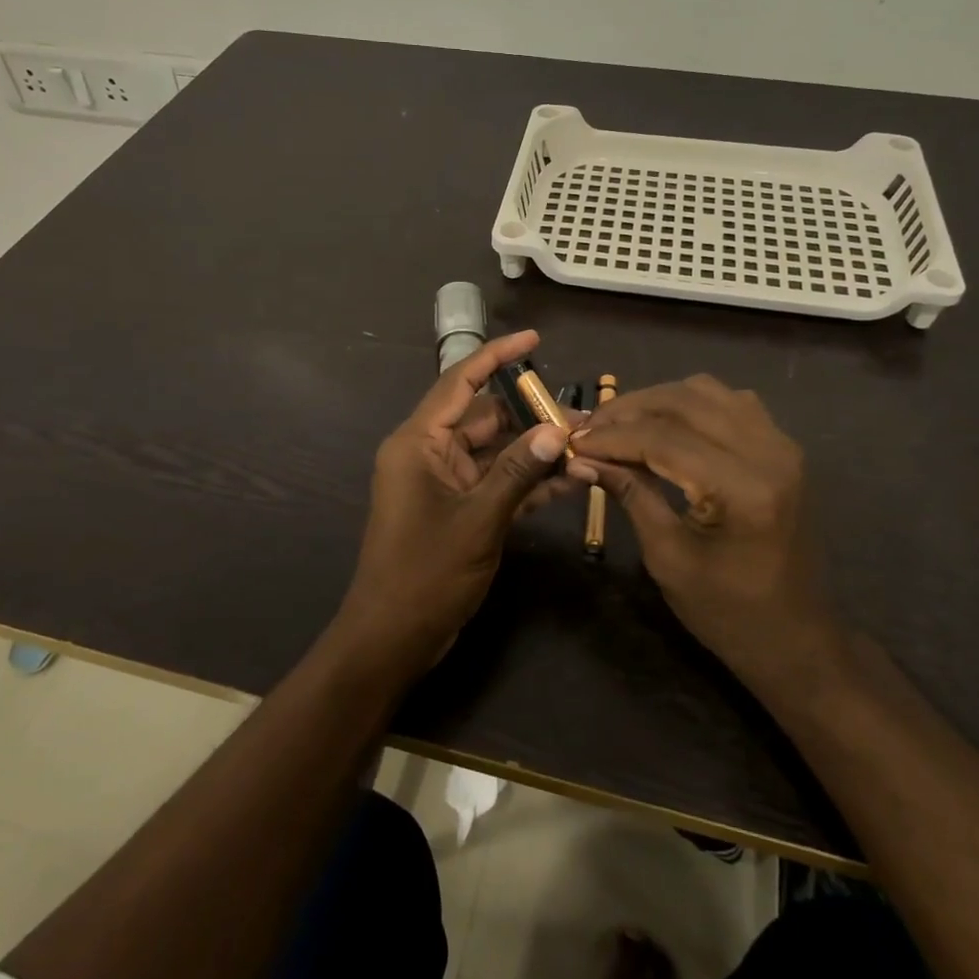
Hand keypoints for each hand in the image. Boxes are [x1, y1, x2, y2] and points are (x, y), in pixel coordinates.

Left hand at [334, 330, 576, 678]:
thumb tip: (557, 430)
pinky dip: (526, 482)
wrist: (392, 638)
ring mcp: (444, 483)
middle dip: (531, 415)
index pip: (459, 382)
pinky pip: (495, 483)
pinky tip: (570, 481)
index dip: (496, 356)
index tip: (534, 340)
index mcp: (418, 442)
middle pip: (484, 418)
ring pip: (495, 452)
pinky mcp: (457, 509)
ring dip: (535, 451)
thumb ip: (519, 471)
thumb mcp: (479, 519)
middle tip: (583, 415)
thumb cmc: (426, 573)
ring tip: (586, 445)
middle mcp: (429, 453)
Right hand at [566, 377, 841, 690]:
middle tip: (591, 428)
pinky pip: (730, 402)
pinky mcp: (782, 448)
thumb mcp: (667, 557)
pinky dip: (690, 404)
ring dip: (658, 401)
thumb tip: (581, 457)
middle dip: (629, 410)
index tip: (573, 441)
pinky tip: (665, 427)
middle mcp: (769, 453)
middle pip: (684, 401)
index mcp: (743, 489)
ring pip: (707, 391)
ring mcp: (782, 445)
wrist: (795, 639)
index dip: (612, 435)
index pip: (663, 438)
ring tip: (622, 425)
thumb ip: (629, 494)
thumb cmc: (727, 612)